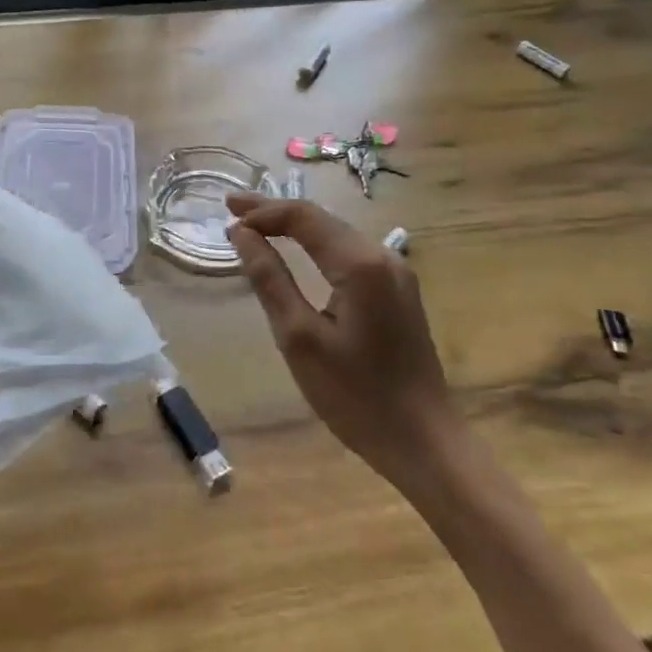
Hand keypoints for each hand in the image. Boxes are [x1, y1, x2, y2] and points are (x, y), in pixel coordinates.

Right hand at [225, 194, 451, 484]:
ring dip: (295, 226)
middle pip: (321, 219)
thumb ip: (269, 279)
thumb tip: (241, 234)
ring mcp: (396, 273)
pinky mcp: (398, 291)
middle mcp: (383, 256)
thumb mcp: (299, 338)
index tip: (226, 213)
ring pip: (336, 234)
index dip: (262, 211)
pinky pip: (349, 253)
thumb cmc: (356, 396)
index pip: (303, 217)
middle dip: (275, 212)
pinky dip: (316, 245)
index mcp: (360, 264)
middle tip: (232, 207)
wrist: (425, 444)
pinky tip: (295, 250)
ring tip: (255, 225)